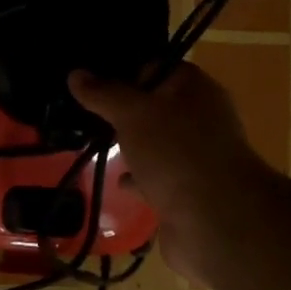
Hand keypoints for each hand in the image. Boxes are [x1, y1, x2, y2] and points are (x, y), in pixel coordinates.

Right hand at [69, 64, 273, 281]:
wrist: (214, 220)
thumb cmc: (175, 152)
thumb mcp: (132, 113)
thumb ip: (104, 94)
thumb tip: (76, 74)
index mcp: (195, 89)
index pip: (156, 68)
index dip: (125, 72)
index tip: (91, 82)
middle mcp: (201, 119)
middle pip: (156, 107)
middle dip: (125, 112)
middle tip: (87, 115)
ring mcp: (196, 158)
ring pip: (157, 144)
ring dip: (132, 146)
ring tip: (95, 145)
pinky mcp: (189, 191)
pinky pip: (159, 178)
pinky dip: (140, 179)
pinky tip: (119, 182)